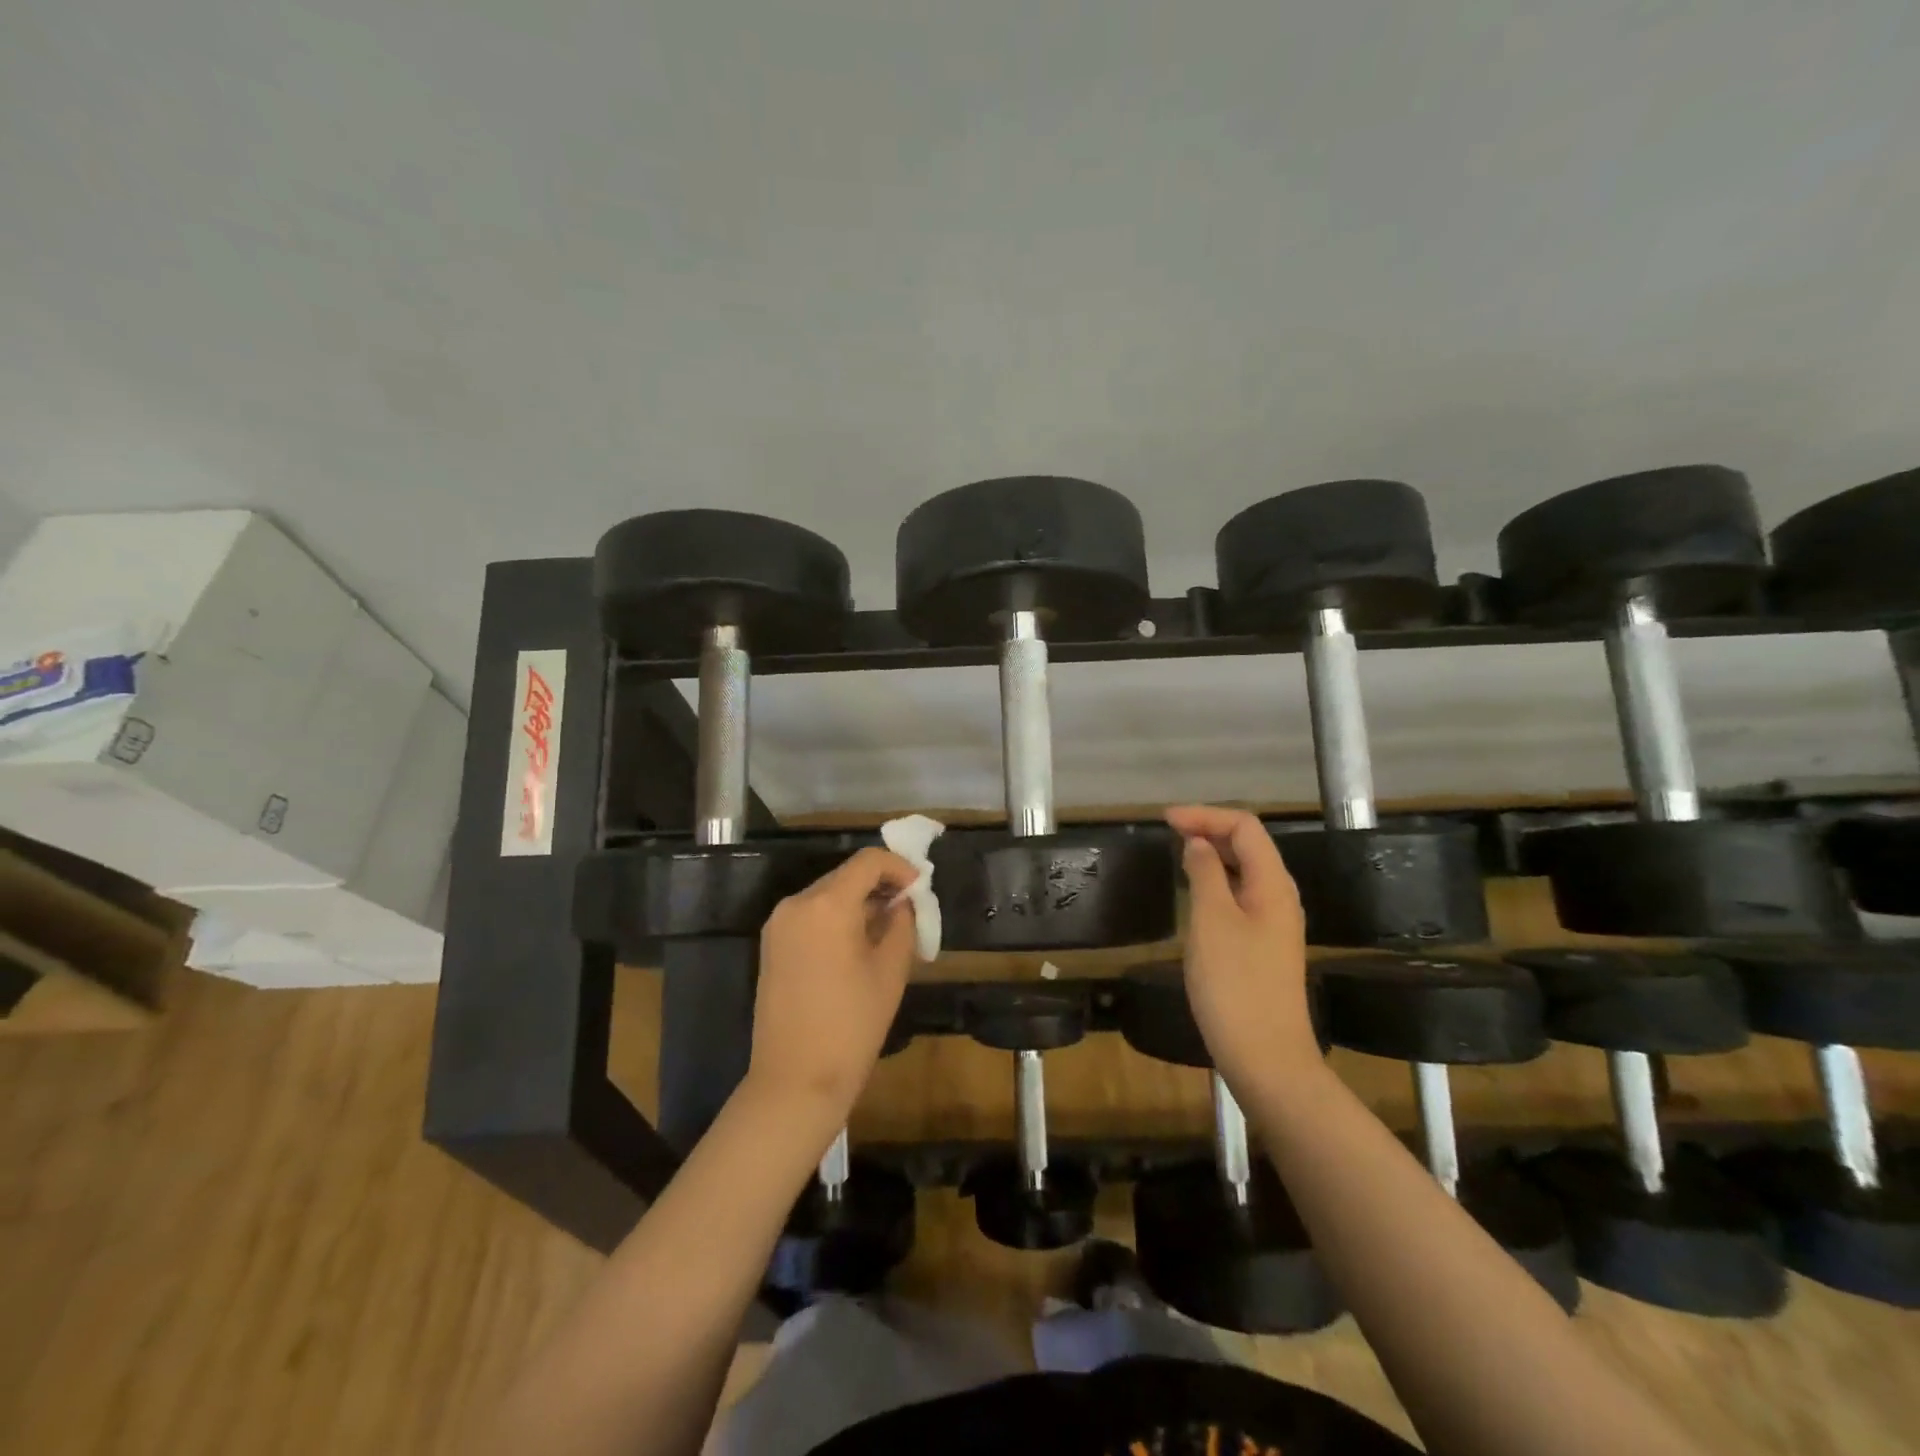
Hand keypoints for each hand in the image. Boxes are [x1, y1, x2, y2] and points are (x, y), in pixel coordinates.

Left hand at [746, 847, 919, 1132]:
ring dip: (858, 902)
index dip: (899, 866)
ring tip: (886, 931)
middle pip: (845, 875)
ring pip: (827, 895)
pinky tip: (856, 946)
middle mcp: (796, 903)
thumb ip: (901, 923)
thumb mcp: (891, 970)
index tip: (920, 887)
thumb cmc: (852, 1025)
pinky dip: (836, 919)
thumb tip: (902, 902)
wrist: (795, 1081)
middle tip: (908, 910)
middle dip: (879, 885)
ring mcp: (778, 924)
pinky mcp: (771, 945)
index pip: (868, 861)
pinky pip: (810, 916)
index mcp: (826, 904)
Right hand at [1165, 805, 1317, 1096]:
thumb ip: (1206, 873)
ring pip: (1244, 872)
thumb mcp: (1211, 920)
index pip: (1245, 827)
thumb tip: (1198, 844)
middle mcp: (1279, 897)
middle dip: (1210, 830)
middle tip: (1168, 833)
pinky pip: (1239, 896)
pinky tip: (1194, 894)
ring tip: (1177, 855)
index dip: (1205, 815)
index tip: (1164, 820)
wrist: (1266, 1058)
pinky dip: (1216, 883)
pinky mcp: (1262, 947)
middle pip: (1249, 845)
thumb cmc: (1235, 984)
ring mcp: (1273, 924)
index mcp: (1273, 884)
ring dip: (1213, 855)